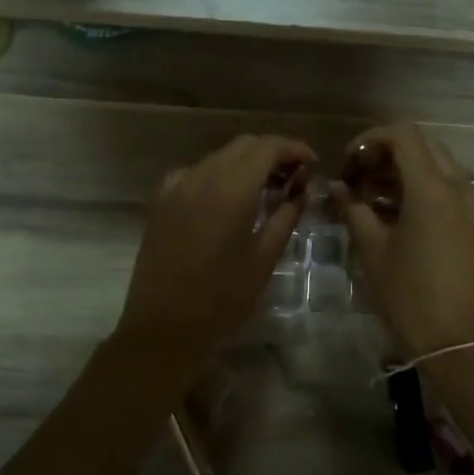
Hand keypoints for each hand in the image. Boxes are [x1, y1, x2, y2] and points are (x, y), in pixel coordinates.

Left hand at [115, 134, 316, 362]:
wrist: (163, 328)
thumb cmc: (222, 299)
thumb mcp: (264, 259)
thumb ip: (286, 217)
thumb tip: (302, 192)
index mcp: (232, 189)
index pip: (268, 147)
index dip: (294, 149)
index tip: (313, 165)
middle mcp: (202, 176)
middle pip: (244, 146)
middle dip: (272, 153)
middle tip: (295, 178)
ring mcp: (176, 187)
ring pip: (219, 157)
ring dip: (246, 164)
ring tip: (266, 190)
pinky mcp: (160, 202)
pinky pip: (195, 173)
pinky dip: (218, 176)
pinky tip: (227, 200)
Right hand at [331, 124, 473, 359]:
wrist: (465, 345)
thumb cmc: (412, 299)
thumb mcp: (374, 253)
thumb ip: (354, 210)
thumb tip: (337, 187)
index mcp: (433, 190)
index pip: (404, 135)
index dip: (371, 140)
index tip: (350, 163)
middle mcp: (463, 187)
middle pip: (425, 145)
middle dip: (389, 153)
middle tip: (361, 178)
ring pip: (443, 166)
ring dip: (410, 170)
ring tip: (378, 199)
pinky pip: (457, 189)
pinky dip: (430, 188)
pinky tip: (407, 216)